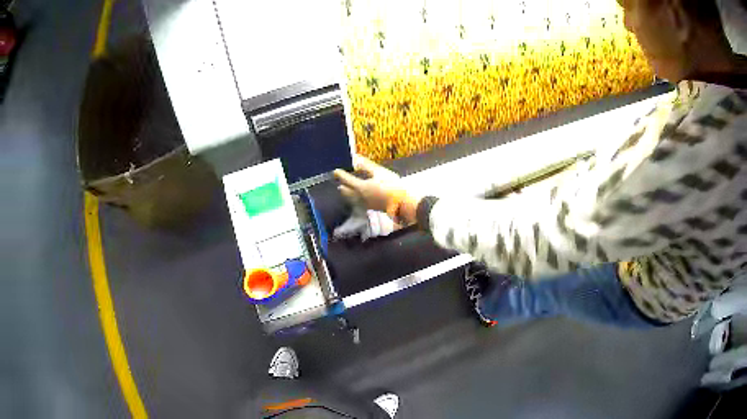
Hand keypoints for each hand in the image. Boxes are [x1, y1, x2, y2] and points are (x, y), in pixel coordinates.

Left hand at [334, 156, 420, 224]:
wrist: (403, 204)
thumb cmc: (392, 186)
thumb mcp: (380, 172)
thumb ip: (367, 166)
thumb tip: (356, 159)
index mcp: (360, 187)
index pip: (347, 180)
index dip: (340, 175)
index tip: (335, 171)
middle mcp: (360, 197)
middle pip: (347, 193)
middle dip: (343, 188)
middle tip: (339, 184)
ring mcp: (366, 204)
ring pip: (353, 200)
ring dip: (348, 195)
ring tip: (346, 191)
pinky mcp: (373, 208)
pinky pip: (360, 203)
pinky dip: (356, 199)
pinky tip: (360, 198)